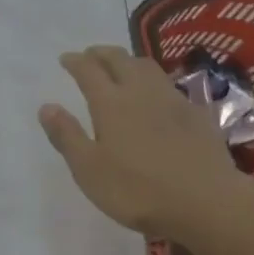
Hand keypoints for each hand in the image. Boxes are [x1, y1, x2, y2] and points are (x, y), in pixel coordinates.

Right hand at [39, 45, 245, 239]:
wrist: (207, 201)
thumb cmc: (139, 190)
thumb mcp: (90, 171)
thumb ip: (67, 136)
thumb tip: (46, 106)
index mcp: (110, 102)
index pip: (88, 70)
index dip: (75, 61)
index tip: (66, 58)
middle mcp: (140, 90)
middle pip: (118, 59)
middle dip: (101, 53)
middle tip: (91, 55)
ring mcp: (171, 98)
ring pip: (147, 66)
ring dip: (129, 60)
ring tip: (122, 66)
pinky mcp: (196, 112)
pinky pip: (171, 85)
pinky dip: (156, 82)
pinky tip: (160, 95)